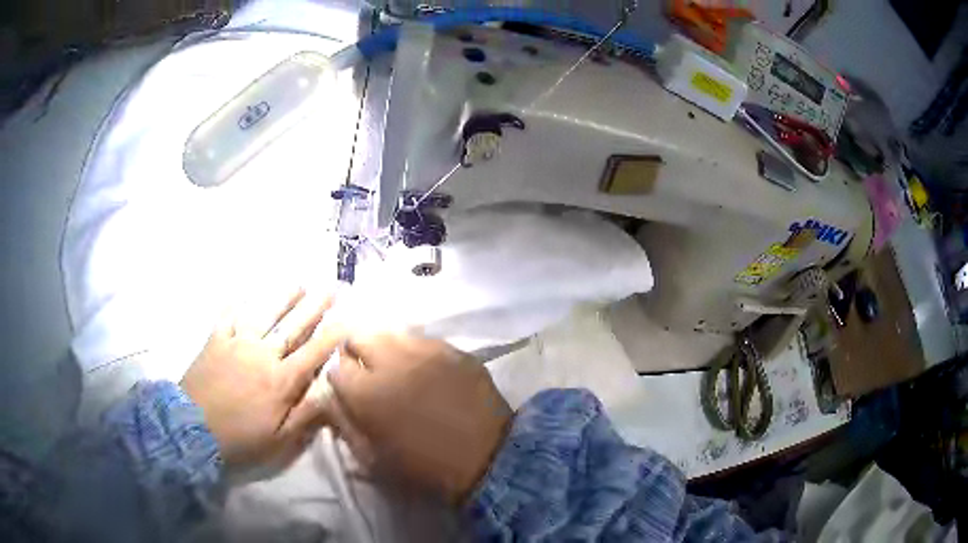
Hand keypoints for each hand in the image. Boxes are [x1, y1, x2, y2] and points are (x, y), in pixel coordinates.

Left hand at [181, 289, 343, 472]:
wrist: (193, 429)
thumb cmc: (241, 438)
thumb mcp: (280, 439)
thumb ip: (306, 414)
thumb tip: (332, 392)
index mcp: (281, 381)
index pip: (313, 352)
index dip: (333, 335)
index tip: (349, 317)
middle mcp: (263, 355)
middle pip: (293, 327)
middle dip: (315, 307)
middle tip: (332, 287)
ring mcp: (237, 344)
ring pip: (264, 315)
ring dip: (283, 298)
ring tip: (298, 283)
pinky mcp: (215, 341)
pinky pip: (228, 316)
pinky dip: (237, 302)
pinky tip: (245, 291)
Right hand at [327, 334, 511, 502]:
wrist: (488, 459)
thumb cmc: (425, 467)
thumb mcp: (373, 459)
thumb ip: (345, 426)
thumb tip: (333, 402)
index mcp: (365, 392)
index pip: (336, 369)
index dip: (341, 381)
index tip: (351, 391)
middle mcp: (390, 362)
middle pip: (358, 337)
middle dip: (357, 353)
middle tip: (369, 373)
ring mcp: (425, 351)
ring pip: (391, 333)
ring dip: (386, 348)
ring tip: (397, 367)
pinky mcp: (453, 350)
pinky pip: (424, 340)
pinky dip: (417, 351)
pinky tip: (426, 369)